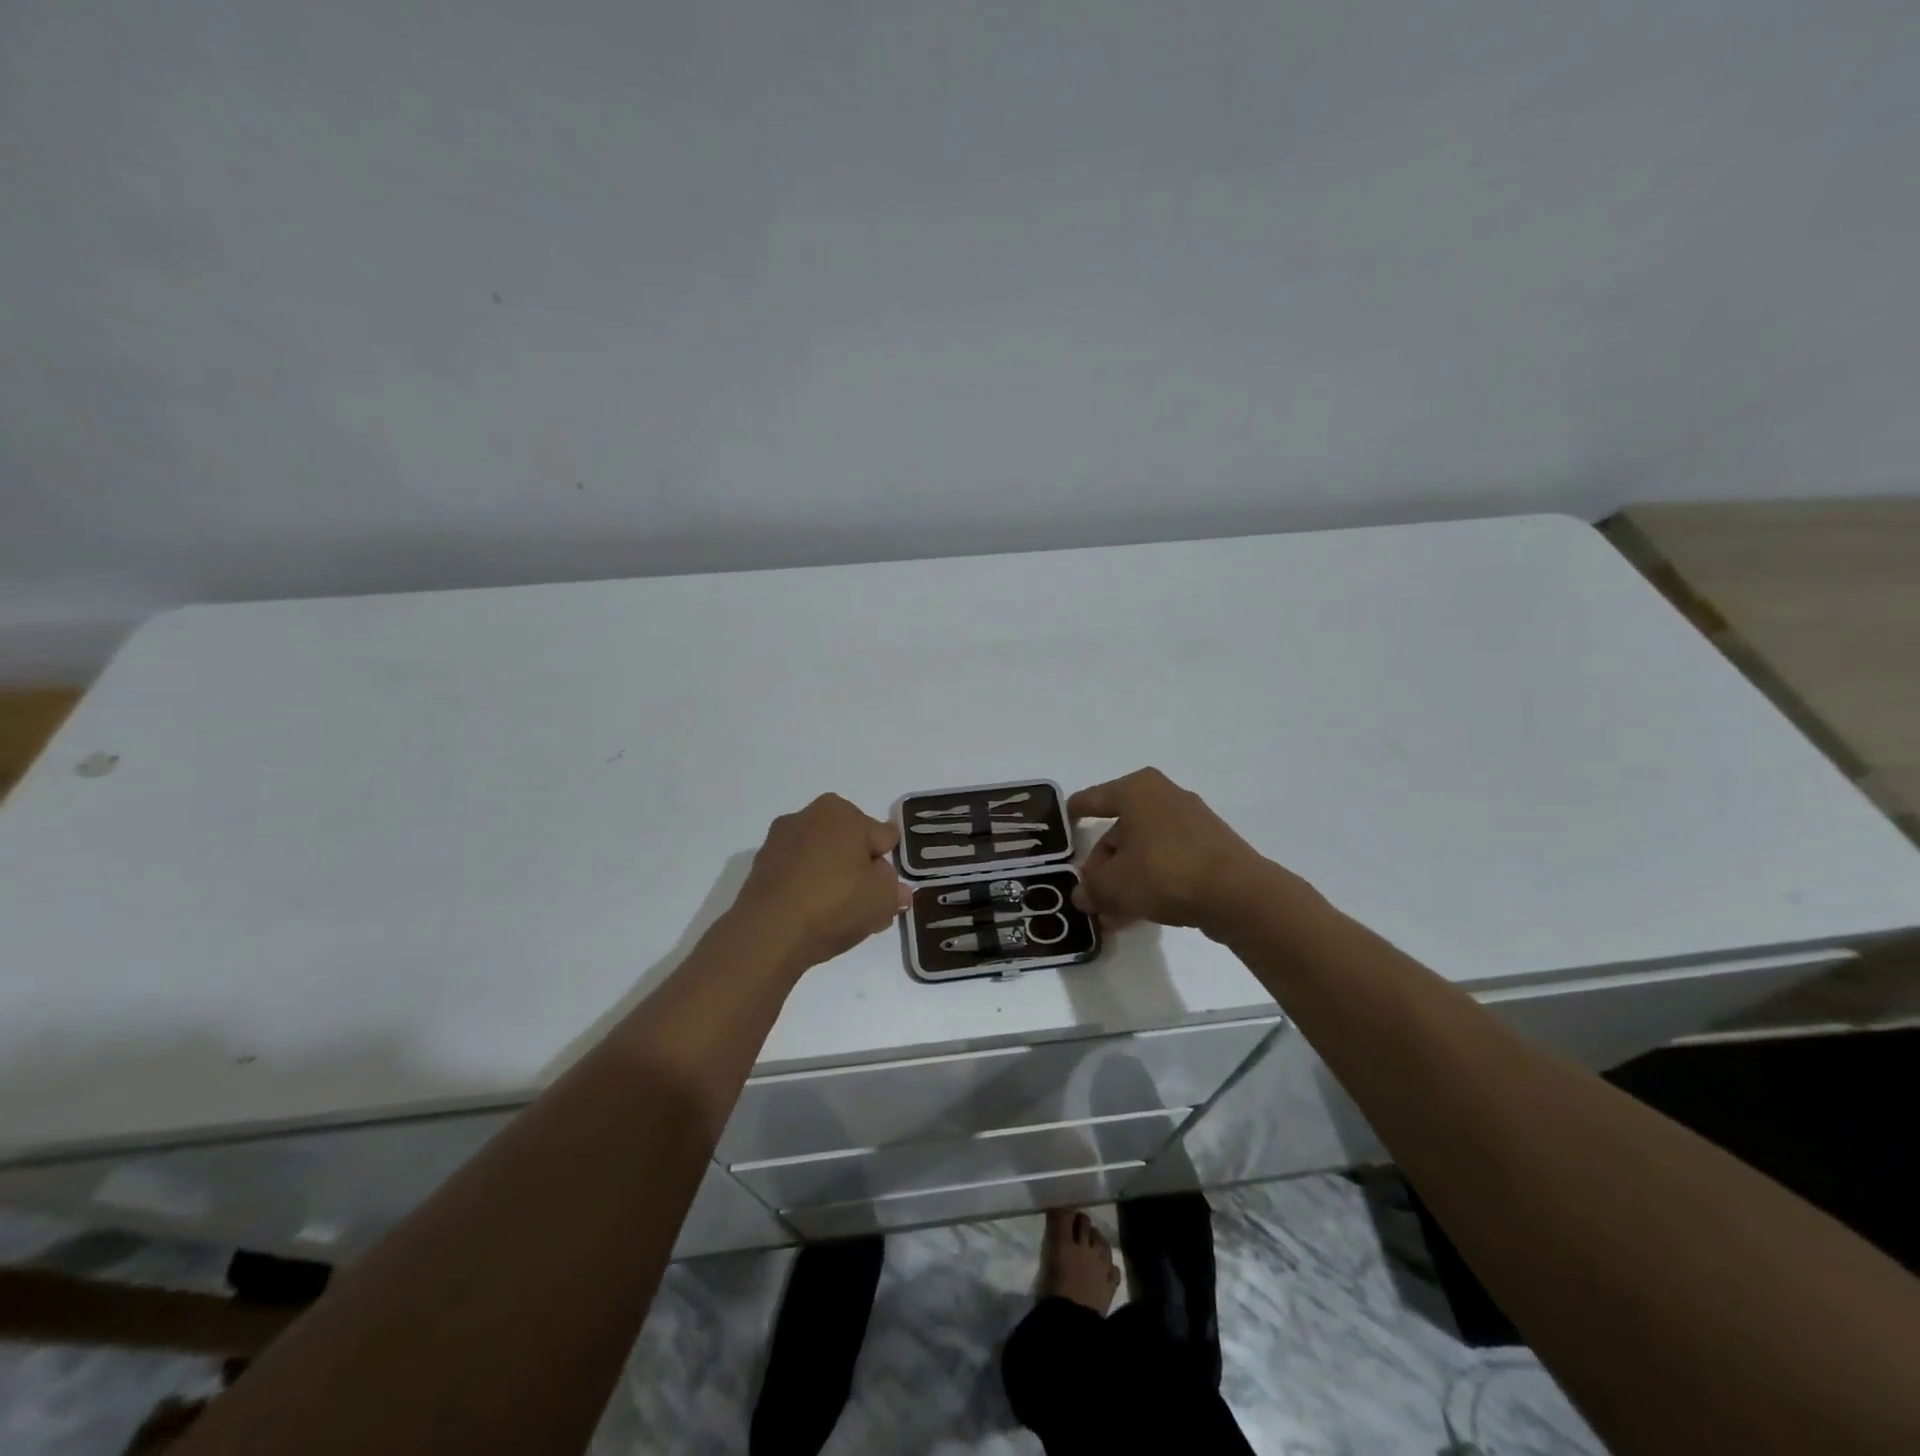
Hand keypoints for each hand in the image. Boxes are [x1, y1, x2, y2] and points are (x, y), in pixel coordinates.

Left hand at [730, 794, 908, 974]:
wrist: (769, 933)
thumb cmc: (834, 903)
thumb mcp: (883, 900)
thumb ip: (895, 890)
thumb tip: (896, 889)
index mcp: (842, 812)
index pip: (882, 836)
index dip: (889, 864)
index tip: (887, 890)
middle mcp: (808, 815)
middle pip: (849, 843)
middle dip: (859, 867)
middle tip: (864, 903)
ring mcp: (779, 840)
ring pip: (821, 858)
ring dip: (831, 877)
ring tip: (837, 915)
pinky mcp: (760, 866)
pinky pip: (797, 873)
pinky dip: (806, 887)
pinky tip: (811, 916)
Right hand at [1067, 768, 1278, 935]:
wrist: (1238, 894)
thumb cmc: (1165, 871)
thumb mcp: (1115, 884)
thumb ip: (1092, 888)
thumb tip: (1082, 895)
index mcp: (1136, 790)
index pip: (1092, 799)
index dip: (1074, 815)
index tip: (1062, 830)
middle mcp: (1163, 797)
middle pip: (1119, 831)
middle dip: (1102, 866)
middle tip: (1090, 896)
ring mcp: (1191, 822)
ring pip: (1143, 851)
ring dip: (1124, 881)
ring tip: (1109, 916)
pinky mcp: (1210, 848)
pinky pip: (1167, 862)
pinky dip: (1150, 883)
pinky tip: (1137, 914)